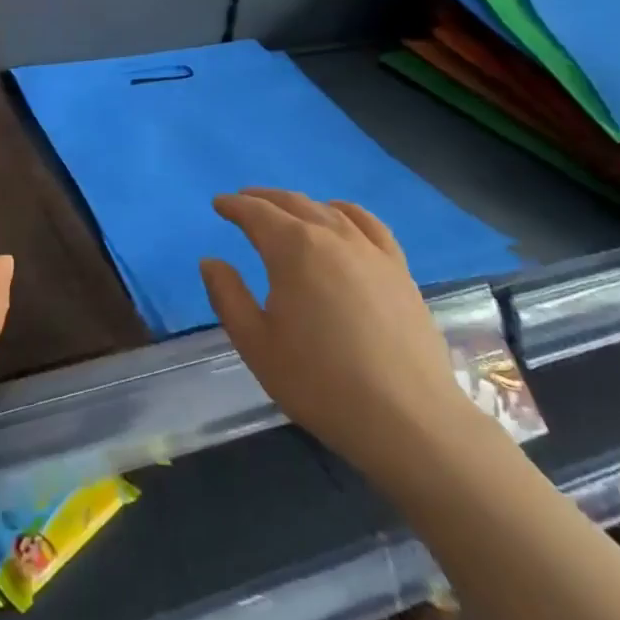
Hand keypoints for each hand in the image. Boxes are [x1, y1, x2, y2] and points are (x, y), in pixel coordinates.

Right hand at [200, 188, 486, 490]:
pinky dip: (346, 212)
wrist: (408, 420)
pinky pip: (369, 225)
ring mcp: (371, 251)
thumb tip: (211, 261)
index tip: (218, 204)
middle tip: (244, 202)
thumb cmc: (320, 382)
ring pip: (329, 210)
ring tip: (286, 211)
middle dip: (263, 199)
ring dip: (301, 204)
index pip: (256, 214)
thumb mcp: (256, 344)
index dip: (234, 206)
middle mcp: (332, 236)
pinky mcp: (399, 270)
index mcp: (292, 249)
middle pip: (293, 203)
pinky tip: (341, 218)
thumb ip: (228, 296)